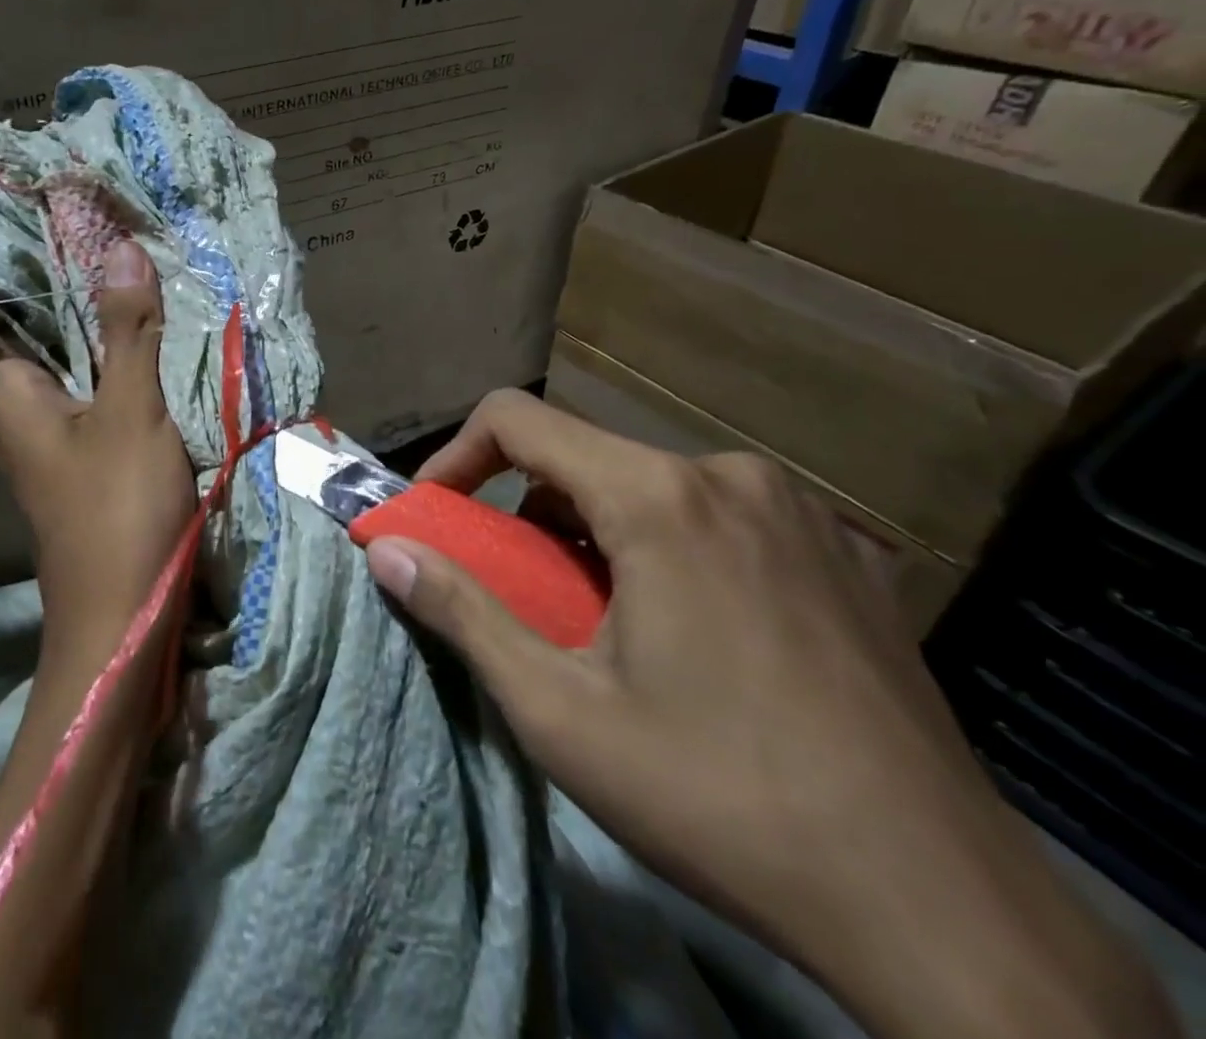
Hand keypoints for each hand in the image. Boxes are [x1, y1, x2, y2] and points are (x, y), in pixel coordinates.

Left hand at [0, 239, 196, 658]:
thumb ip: (126, 332)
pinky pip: (83, 388)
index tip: (18, 219)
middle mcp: (18, 411)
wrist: (124, 616)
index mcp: (9, 395)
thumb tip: (120, 247)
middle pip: (18, 334)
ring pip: (55, 362)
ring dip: (78, 321)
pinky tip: (132, 335)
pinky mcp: (81, 455)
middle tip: (81, 227)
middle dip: (46, 285)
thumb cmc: (117, 509)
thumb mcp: (130, 411)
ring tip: (108, 263)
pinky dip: (100, 357)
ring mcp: (50, 437)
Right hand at [363, 389, 1178, 1038]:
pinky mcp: (844, 551)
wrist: (945, 910)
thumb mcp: (561, 712)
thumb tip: (384, 551)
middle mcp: (729, 474)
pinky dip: (667, 544)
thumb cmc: (722, 798)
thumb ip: (462, 612)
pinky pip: (717, 514)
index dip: (456, 457)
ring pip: (650, 484)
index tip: (436, 517)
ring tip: (599, 620)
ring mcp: (798, 509)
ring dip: (595, 531)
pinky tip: (690, 630)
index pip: (516, 418)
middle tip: (518, 591)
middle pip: (584, 456)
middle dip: (526, 511)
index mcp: (659, 496)